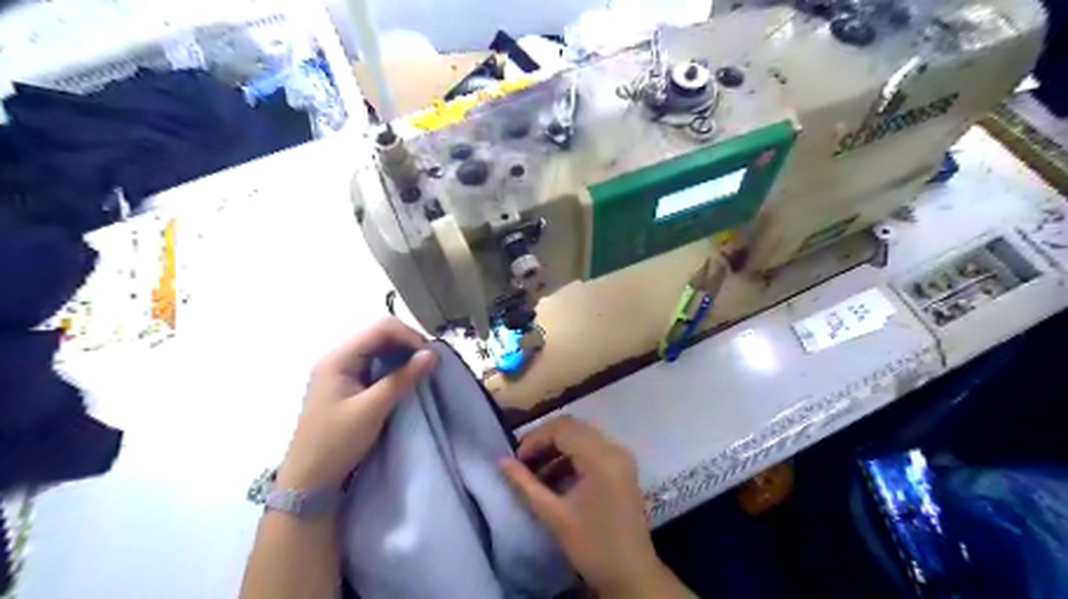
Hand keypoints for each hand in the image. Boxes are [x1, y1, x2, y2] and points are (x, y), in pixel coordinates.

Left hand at [280, 319, 440, 490]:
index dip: (409, 336)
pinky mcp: (348, 385)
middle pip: (380, 335)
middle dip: (408, 344)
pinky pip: (376, 365)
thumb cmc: (335, 443)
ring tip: (421, 372)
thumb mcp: (372, 410)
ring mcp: (342, 371)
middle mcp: (339, 358)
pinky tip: (406, 379)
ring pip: (380, 349)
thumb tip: (432, 354)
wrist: (307, 481)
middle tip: (429, 364)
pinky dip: (394, 367)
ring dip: (403, 356)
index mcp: (339, 358)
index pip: (381, 329)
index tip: (430, 357)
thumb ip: (402, 379)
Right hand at [501, 416, 693, 598]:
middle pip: (573, 427)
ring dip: (557, 448)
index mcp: (601, 457)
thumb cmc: (592, 545)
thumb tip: (502, 461)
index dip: (535, 439)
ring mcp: (621, 457)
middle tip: (523, 461)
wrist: (632, 574)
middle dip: (545, 440)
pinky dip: (572, 457)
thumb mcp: (554, 515)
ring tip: (535, 472)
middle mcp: (614, 448)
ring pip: (582, 436)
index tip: (516, 459)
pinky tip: (555, 478)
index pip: (563, 429)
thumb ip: (526, 484)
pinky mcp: (622, 467)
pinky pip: (592, 449)